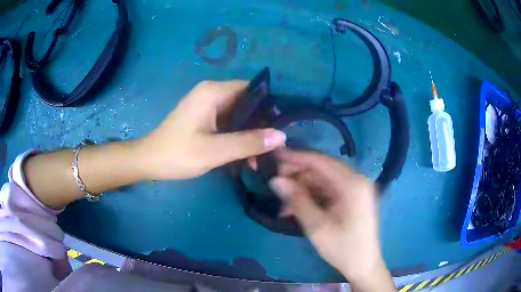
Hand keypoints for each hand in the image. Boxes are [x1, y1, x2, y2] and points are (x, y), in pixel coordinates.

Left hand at [139, 80, 285, 179]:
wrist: (149, 161)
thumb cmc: (178, 154)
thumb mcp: (215, 151)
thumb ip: (248, 142)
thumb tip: (281, 136)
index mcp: (213, 92)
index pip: (251, 89)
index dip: (269, 106)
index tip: (282, 126)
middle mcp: (211, 93)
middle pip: (246, 102)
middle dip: (261, 123)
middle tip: (274, 145)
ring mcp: (207, 105)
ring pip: (238, 114)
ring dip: (250, 133)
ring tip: (261, 155)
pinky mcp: (204, 117)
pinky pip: (228, 122)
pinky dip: (238, 136)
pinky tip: (246, 155)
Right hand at [269, 150, 394, 290]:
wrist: (364, 265)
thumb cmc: (343, 249)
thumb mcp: (317, 227)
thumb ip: (297, 201)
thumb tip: (275, 180)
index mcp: (353, 184)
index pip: (320, 161)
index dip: (296, 157)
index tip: (274, 157)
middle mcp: (356, 180)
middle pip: (321, 169)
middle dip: (297, 176)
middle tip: (275, 184)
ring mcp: (355, 188)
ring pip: (322, 180)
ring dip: (302, 188)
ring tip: (283, 203)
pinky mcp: (351, 197)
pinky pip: (327, 190)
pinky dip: (311, 196)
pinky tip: (296, 207)